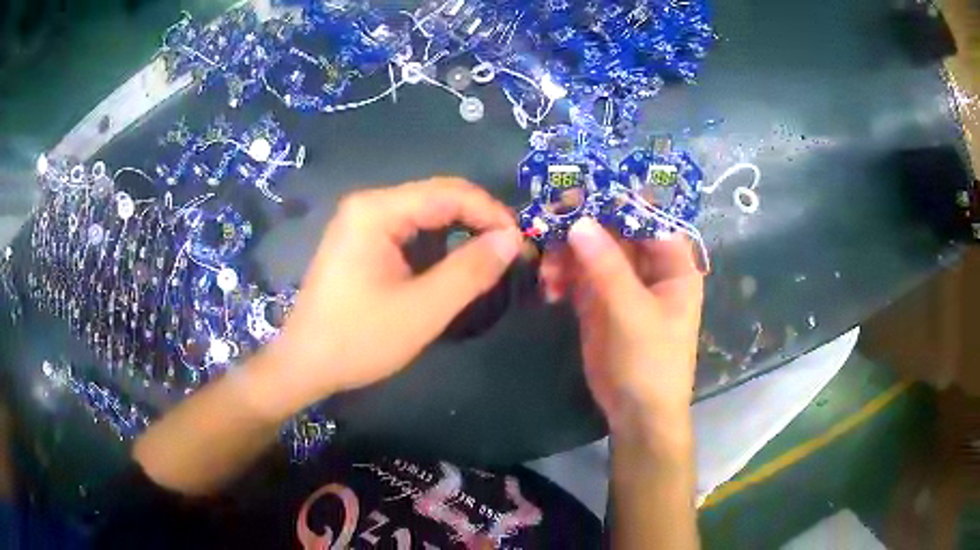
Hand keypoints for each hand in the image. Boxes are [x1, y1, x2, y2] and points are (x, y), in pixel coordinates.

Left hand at [264, 178, 521, 414]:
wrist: (305, 365)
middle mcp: (368, 205)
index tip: (521, 244)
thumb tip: (513, 239)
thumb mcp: (423, 310)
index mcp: (377, 210)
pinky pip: (409, 232)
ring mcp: (361, 222)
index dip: (492, 213)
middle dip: (478, 222)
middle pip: (438, 198)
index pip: (449, 193)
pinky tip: (449, 269)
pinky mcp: (361, 241)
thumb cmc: (358, 340)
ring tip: (487, 263)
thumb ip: (471, 270)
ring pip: (426, 215)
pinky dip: (437, 247)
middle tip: (510, 254)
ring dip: (460, 234)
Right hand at [539, 217, 703, 438]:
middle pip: (612, 228)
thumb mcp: (632, 312)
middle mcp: (647, 265)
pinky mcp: (597, 299)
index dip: (614, 201)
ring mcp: (620, 281)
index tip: (577, 194)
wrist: (636, 413)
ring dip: (565, 254)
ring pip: (589, 249)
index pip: (645, 216)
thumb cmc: (650, 362)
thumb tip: (578, 220)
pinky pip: (576, 273)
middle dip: (581, 227)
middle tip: (548, 224)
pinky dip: (561, 275)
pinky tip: (549, 289)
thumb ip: (606, 266)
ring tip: (548, 274)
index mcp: (672, 263)